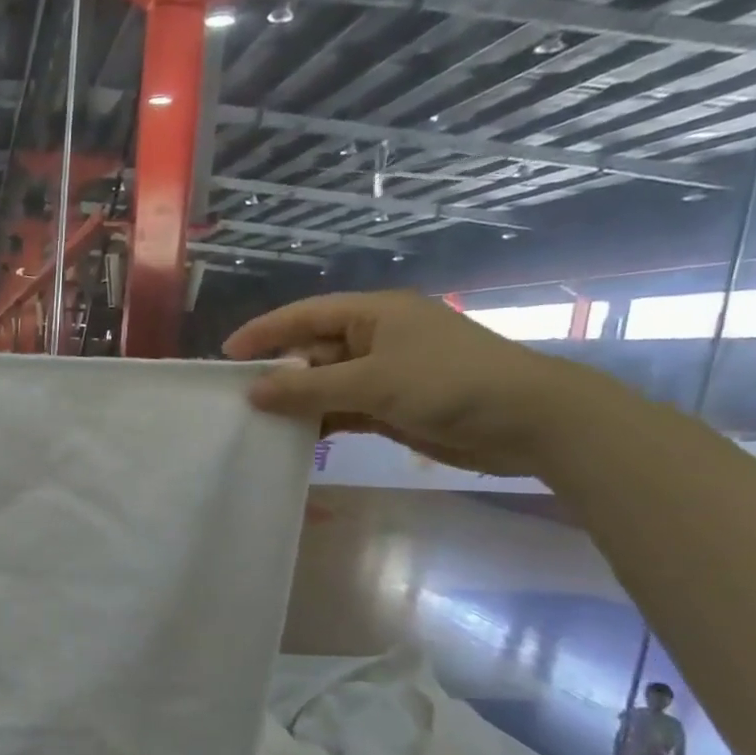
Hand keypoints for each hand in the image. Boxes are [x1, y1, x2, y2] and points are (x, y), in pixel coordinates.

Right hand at [223, 291, 603, 476]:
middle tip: (238, 400)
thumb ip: (309, 389)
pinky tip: (295, 439)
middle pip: (313, 351)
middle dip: (278, 373)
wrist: (528, 422)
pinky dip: (321, 422)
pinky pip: (343, 410)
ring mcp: (386, 374)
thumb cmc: (450, 384)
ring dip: (297, 402)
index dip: (265, 331)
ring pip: (326, 384)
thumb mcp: (373, 382)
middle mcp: (376, 338)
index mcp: (375, 315)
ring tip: (258, 423)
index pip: (307, 315)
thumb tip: (253, 392)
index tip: (226, 354)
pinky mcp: (393, 406)